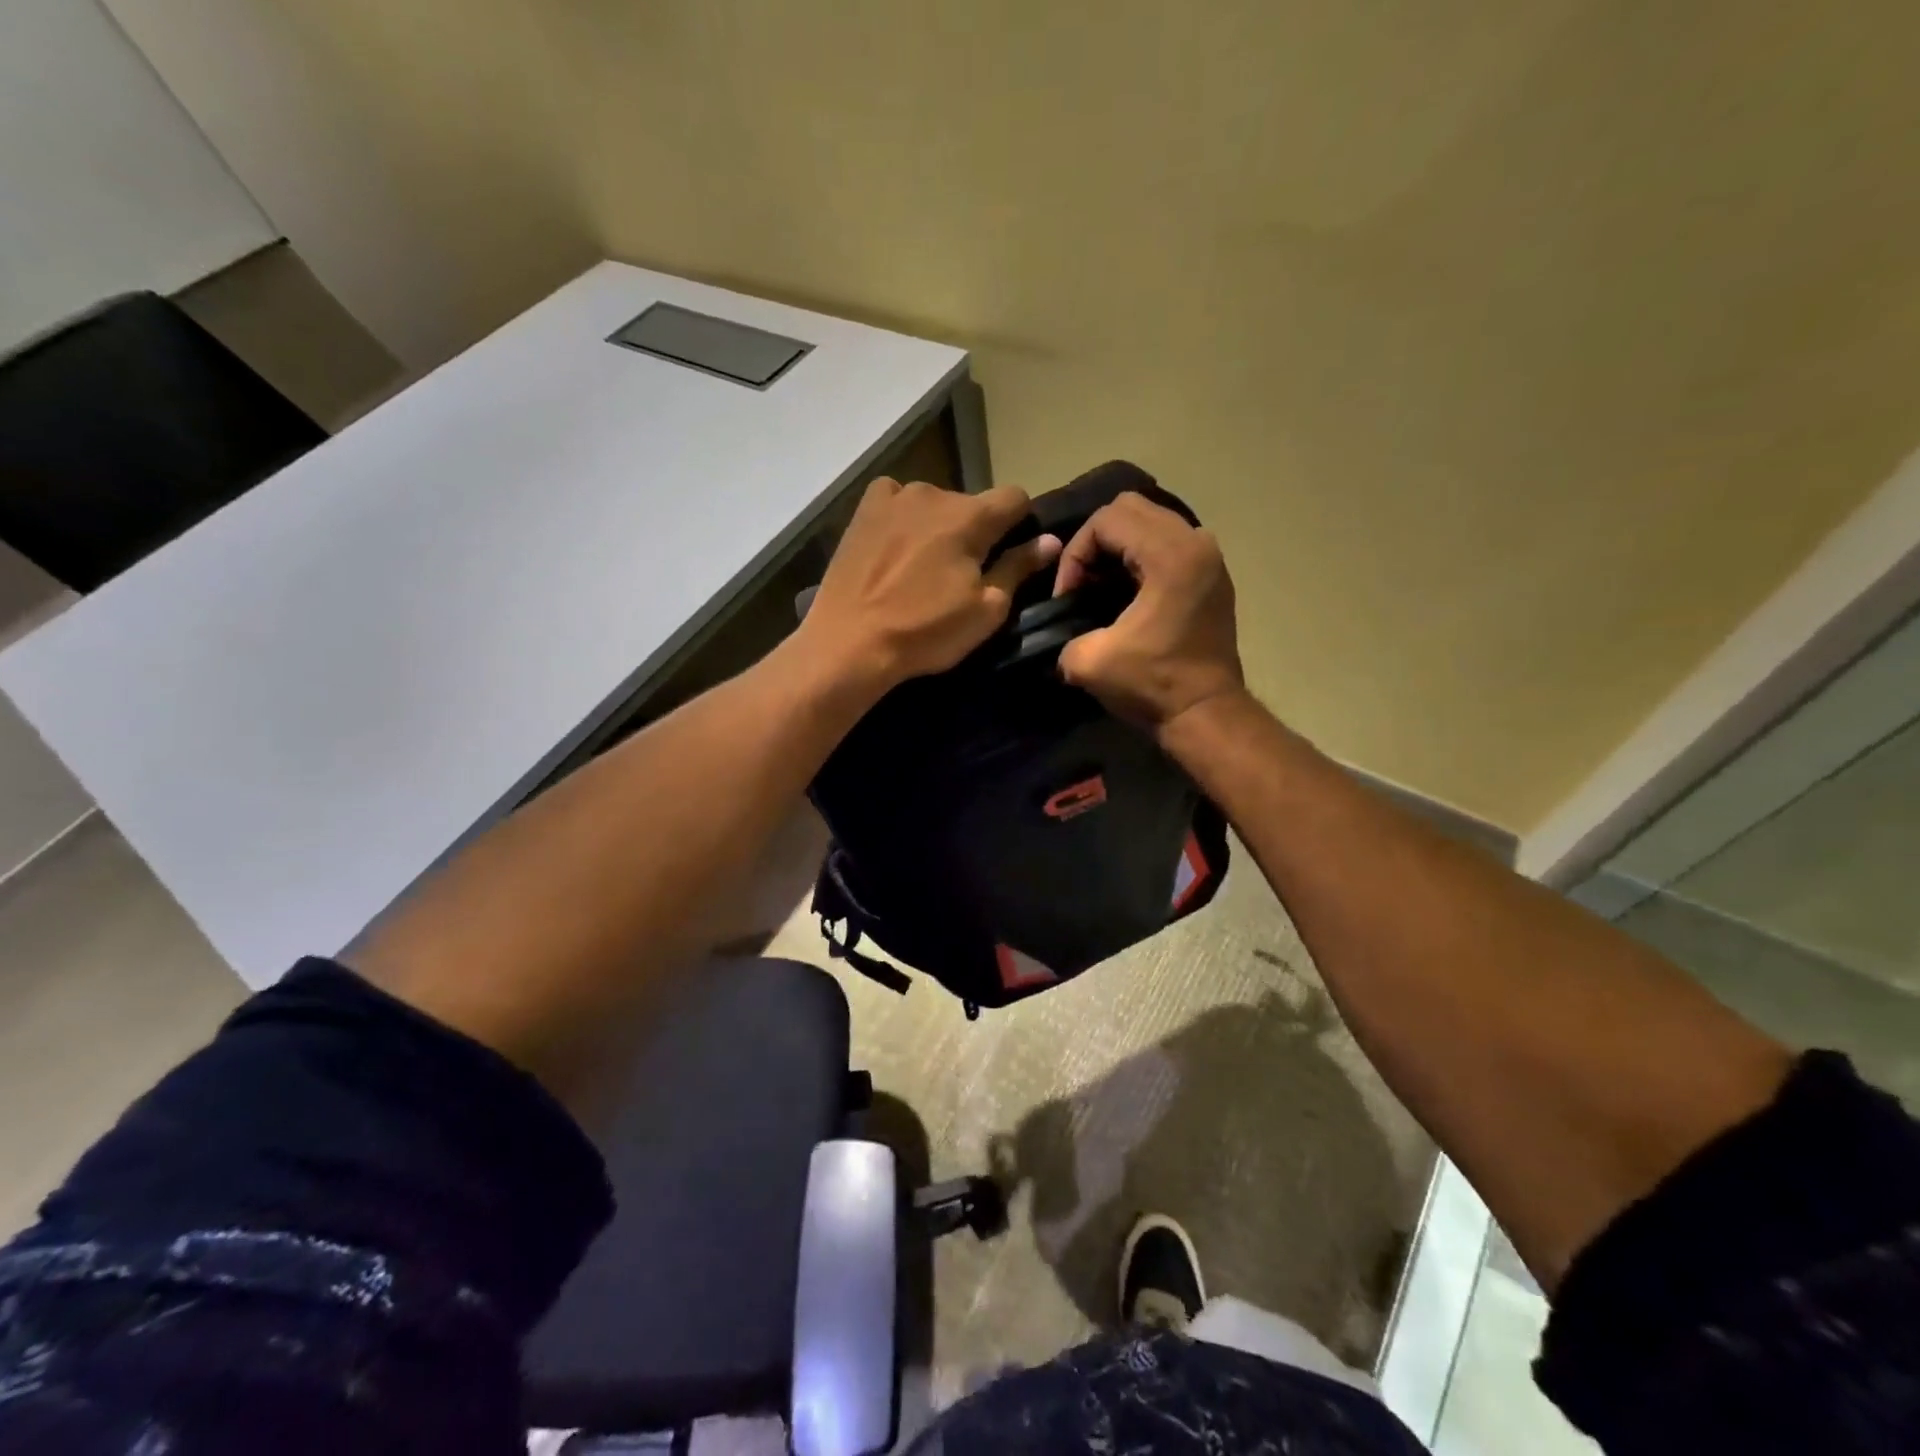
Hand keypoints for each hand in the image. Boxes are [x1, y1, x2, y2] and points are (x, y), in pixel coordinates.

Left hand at [800, 478, 1059, 692]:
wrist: (850, 642)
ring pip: (933, 505)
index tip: (1011, 553)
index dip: (1020, 524)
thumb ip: (1018, 568)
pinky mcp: (862, 511)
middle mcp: (934, 493)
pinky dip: (902, 519)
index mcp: (971, 516)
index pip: (1015, 498)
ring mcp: (893, 497)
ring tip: (922, 567)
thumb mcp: (985, 610)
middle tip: (962, 573)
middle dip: (975, 531)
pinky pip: (895, 502)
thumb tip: (1049, 541)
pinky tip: (894, 547)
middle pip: (971, 504)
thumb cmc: (925, 631)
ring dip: (937, 526)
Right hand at [1054, 491, 1244, 732]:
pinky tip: (1127, 593)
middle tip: (1081, 584)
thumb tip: (1060, 626)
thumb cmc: (1152, 685)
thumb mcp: (1088, 662)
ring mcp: (1209, 556)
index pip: (1106, 520)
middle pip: (1130, 508)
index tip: (1067, 597)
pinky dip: (1141, 556)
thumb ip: (1064, 633)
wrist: (1206, 714)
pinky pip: (1168, 541)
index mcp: (1170, 555)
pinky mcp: (1212, 574)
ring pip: (1150, 521)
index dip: (1075, 554)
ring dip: (1118, 547)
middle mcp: (1195, 543)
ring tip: (1100, 587)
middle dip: (1094, 542)